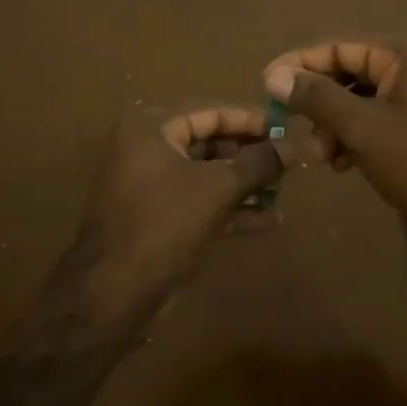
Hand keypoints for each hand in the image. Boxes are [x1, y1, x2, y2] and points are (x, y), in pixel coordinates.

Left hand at [67, 104, 283, 328]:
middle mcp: (146, 149)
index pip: (211, 112)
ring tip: (284, 190)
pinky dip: (230, 208)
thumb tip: (291, 147)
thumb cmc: (165, 225)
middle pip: (209, 142)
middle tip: (289, 163)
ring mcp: (150, 185)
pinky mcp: (158, 217)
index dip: (251, 121)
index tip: (286, 129)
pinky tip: (269, 219)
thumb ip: (258, 164)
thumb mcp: (218, 188)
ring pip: (207, 175)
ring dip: (245, 183)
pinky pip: (199, 201)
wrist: (114, 293)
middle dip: (250, 155)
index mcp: (150, 128)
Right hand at [263, 36, 406, 254]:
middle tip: (299, 134)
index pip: (337, 46)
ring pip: (361, 98)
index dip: (298, 64)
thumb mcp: (363, 129)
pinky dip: (357, 136)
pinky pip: (378, 117)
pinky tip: (345, 164)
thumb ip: (317, 98)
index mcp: (403, 52)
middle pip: (348, 72)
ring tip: (325, 159)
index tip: (265, 86)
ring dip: (336, 125)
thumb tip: (274, 74)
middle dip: (319, 104)